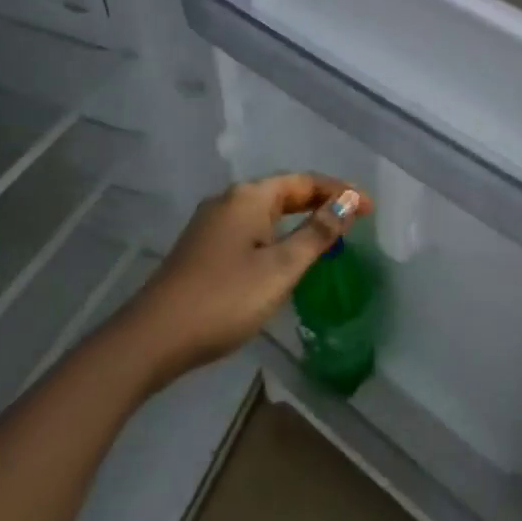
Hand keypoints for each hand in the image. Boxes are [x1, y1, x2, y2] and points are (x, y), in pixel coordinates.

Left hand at [120, 175, 370, 390]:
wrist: (152, 338)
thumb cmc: (224, 299)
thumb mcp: (280, 268)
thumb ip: (317, 234)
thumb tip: (347, 204)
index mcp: (249, 197)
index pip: (304, 181)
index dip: (339, 191)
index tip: (369, 207)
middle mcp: (228, 200)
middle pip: (283, 191)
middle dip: (319, 201)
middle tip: (353, 217)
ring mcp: (211, 224)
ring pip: (265, 211)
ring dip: (298, 217)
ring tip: (327, 233)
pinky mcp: (202, 247)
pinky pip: (250, 228)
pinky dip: (277, 232)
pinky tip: (285, 253)